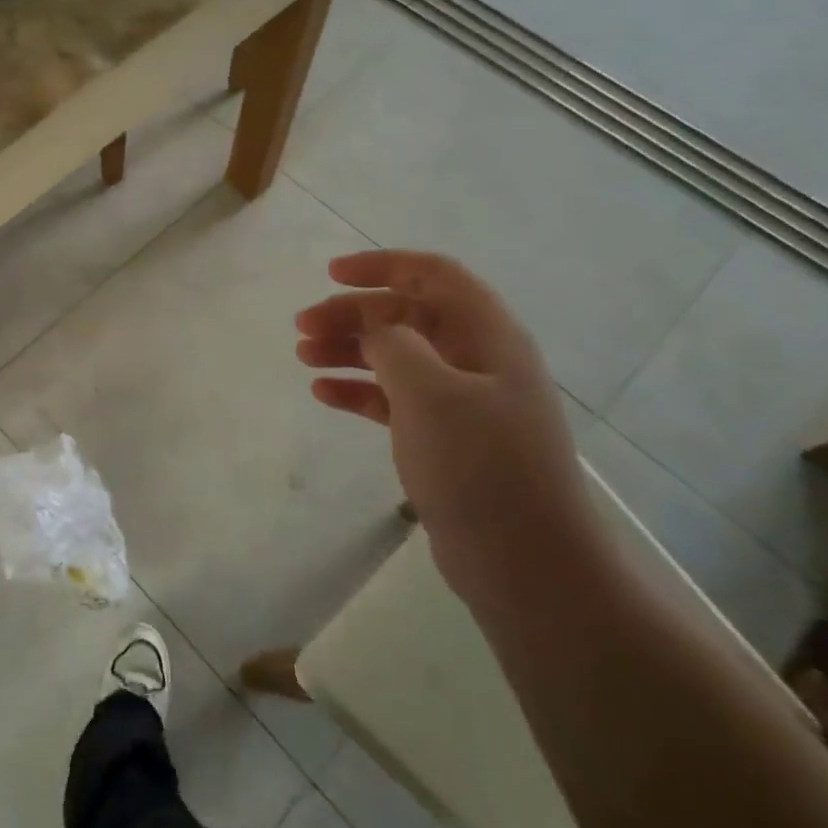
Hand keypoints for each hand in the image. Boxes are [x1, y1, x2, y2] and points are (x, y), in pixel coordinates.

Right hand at [296, 251, 605, 599]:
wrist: (526, 562)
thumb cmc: (481, 466)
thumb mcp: (430, 392)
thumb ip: (394, 344)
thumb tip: (375, 328)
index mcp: (488, 335)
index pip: (433, 276)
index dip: (383, 265)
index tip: (331, 274)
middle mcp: (477, 359)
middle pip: (406, 315)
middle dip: (353, 313)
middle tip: (302, 326)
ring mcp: (462, 401)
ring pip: (396, 356)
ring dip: (350, 350)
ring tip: (303, 357)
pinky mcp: (445, 439)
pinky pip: (394, 399)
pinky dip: (359, 391)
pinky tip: (323, 394)